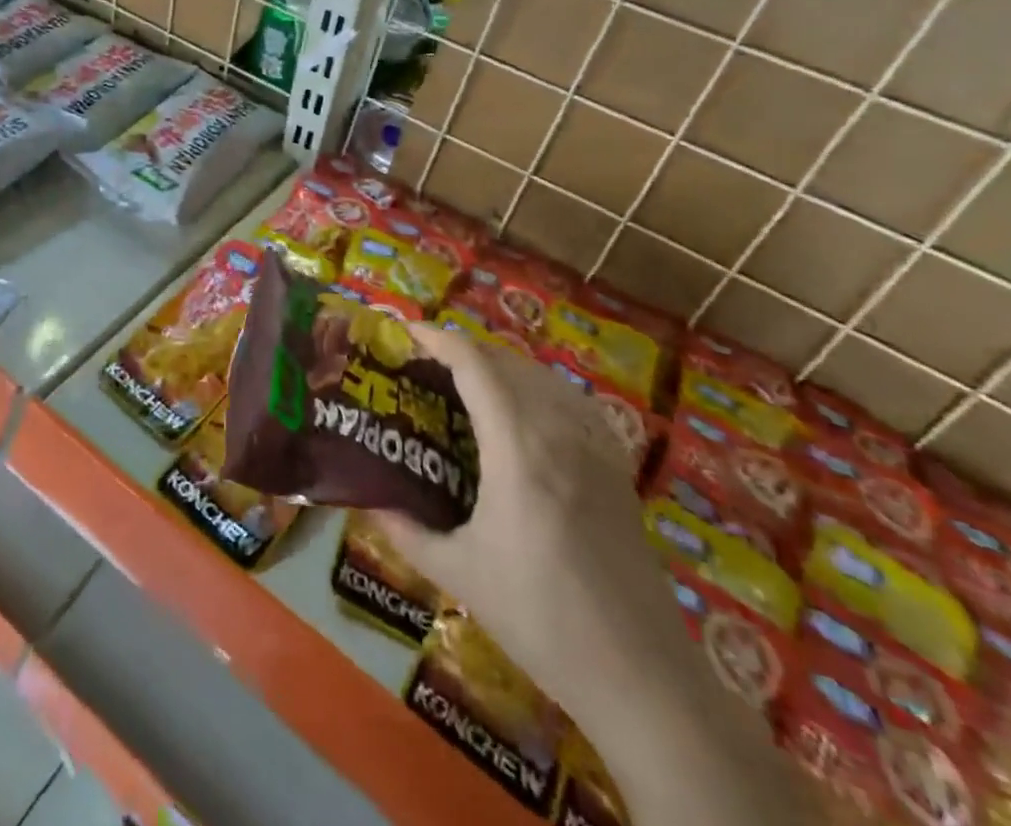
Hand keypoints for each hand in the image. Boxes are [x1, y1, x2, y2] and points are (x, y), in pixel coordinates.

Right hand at [379, 325, 806, 825]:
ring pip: (544, 377)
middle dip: (464, 350)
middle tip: (426, 364)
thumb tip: (368, 501)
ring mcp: (596, 449)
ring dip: (501, 366)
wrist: (641, 679)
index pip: (474, 365)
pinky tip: (526, 414)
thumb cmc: (540, 620)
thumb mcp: (458, 575)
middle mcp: (559, 433)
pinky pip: (573, 403)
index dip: (437, 338)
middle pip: (508, 361)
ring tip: (468, 384)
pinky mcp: (618, 470)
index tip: (404, 331)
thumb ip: (405, 532)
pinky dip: (539, 388)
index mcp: (517, 449)